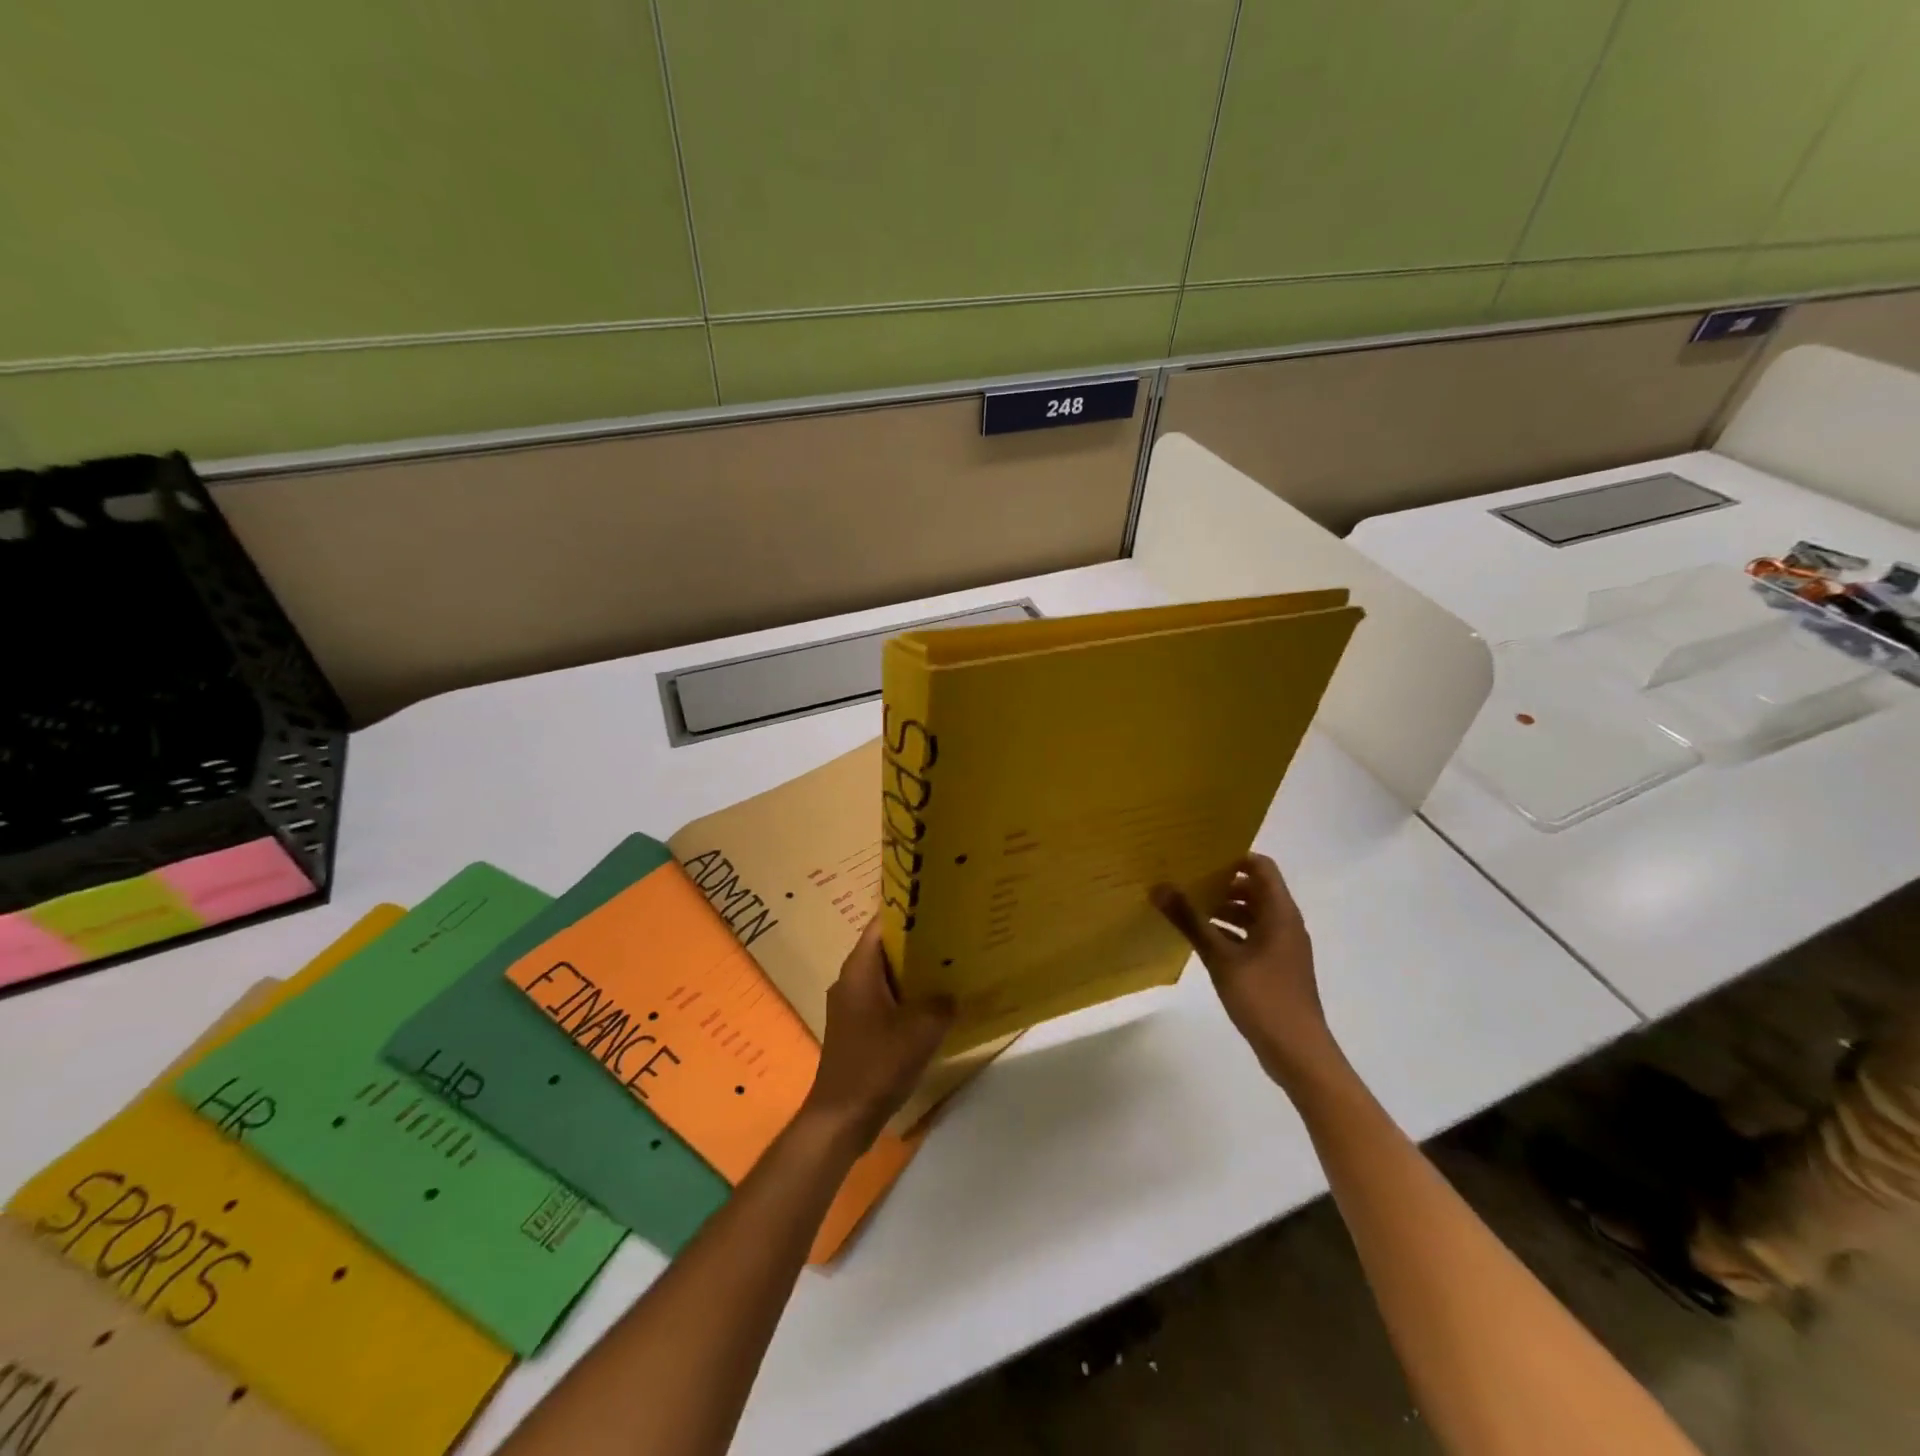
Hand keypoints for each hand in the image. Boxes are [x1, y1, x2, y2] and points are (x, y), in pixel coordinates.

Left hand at [801, 918, 953, 1147]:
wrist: (842, 1118)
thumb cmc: (876, 1065)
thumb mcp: (920, 1030)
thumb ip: (942, 1003)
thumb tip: (953, 992)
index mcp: (859, 970)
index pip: (882, 924)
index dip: (908, 912)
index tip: (939, 906)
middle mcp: (852, 981)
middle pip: (887, 949)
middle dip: (918, 942)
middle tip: (954, 935)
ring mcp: (853, 1007)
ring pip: (888, 977)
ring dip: (916, 973)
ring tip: (952, 966)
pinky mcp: (859, 1030)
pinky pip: (887, 1001)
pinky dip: (909, 998)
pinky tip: (937, 1006)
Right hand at [1152, 854, 1338, 1086]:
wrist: (1298, 1053)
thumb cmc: (1263, 998)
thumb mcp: (1221, 957)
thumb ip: (1190, 921)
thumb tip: (1159, 887)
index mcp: (1280, 913)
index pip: (1261, 867)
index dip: (1233, 858)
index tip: (1200, 857)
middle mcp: (1285, 924)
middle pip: (1255, 889)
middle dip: (1222, 883)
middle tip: (1185, 880)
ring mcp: (1282, 947)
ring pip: (1252, 915)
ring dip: (1223, 909)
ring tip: (1187, 907)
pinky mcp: (1275, 967)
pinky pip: (1251, 936)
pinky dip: (1229, 932)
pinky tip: (1201, 939)